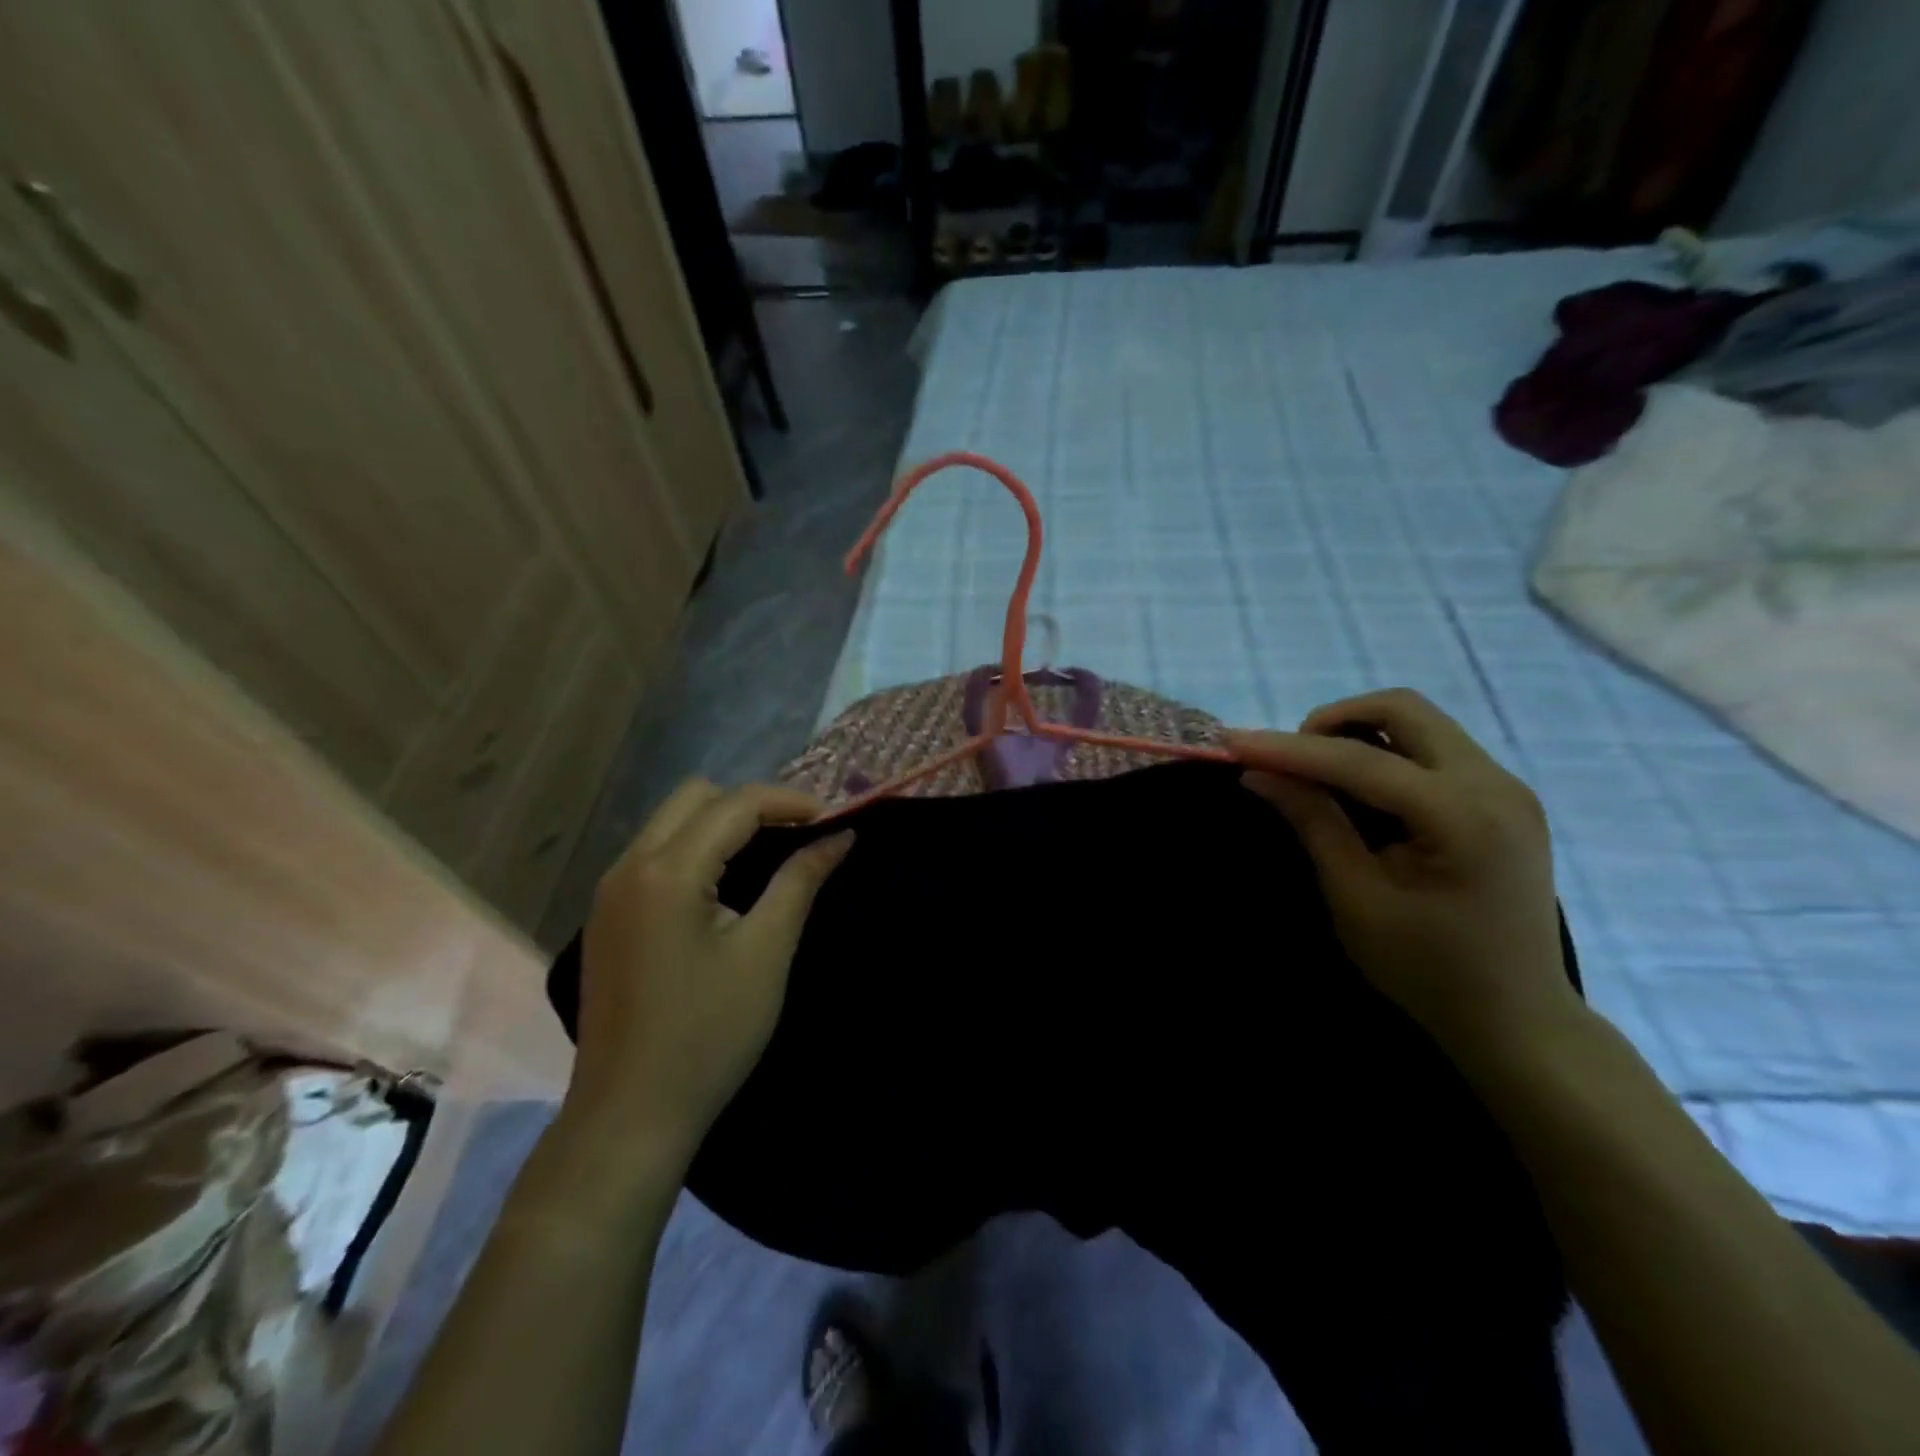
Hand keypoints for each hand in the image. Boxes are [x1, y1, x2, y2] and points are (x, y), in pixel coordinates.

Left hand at [567, 780, 853, 1153]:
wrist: (630, 1115)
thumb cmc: (708, 1035)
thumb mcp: (766, 953)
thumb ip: (800, 881)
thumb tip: (839, 838)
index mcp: (667, 872)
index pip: (735, 805)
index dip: (790, 802)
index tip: (832, 822)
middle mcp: (628, 867)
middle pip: (695, 797)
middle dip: (752, 804)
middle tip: (798, 835)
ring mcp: (609, 892)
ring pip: (671, 821)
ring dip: (722, 824)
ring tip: (770, 854)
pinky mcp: (606, 916)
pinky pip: (655, 853)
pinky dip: (696, 848)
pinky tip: (725, 885)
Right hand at [1228, 689, 1584, 1062]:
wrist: (1517, 1020)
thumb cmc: (1427, 970)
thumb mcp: (1356, 898)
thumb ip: (1313, 823)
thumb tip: (1258, 773)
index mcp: (1462, 817)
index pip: (1360, 760)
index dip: (1288, 748)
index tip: (1232, 743)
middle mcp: (1495, 784)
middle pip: (1403, 709)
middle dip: (1333, 721)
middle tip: (1289, 761)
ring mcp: (1507, 787)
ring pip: (1420, 722)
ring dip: (1360, 733)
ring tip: (1318, 775)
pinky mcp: (1505, 798)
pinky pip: (1435, 748)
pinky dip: (1387, 752)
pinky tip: (1361, 790)